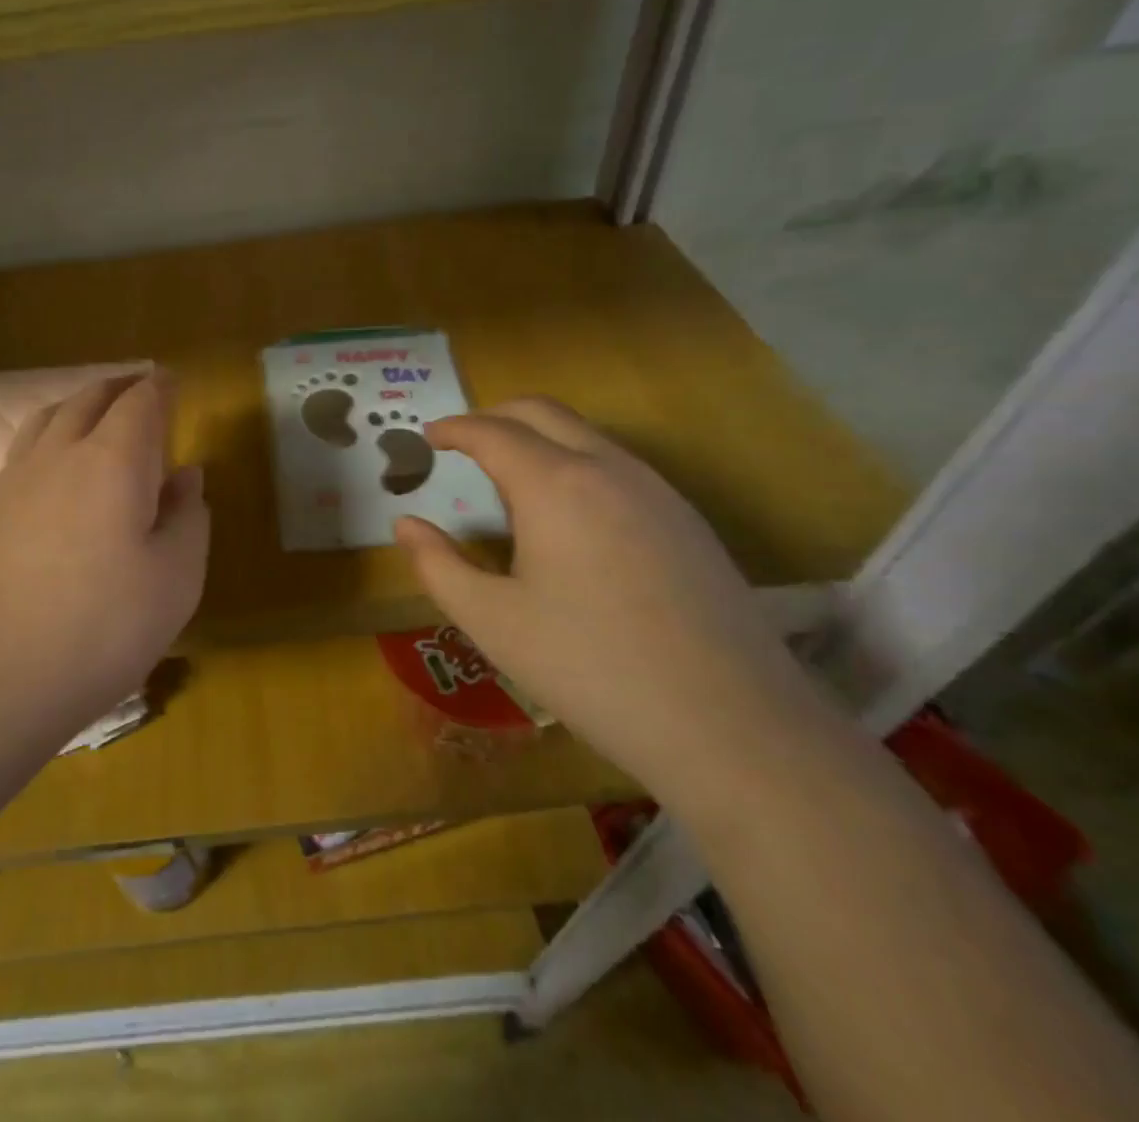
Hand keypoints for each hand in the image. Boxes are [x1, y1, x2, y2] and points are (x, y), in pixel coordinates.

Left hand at [0, 373, 209, 732]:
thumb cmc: (103, 627)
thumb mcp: (175, 579)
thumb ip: (188, 518)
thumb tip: (187, 475)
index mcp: (114, 460)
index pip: (140, 402)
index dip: (160, 387)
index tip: (173, 381)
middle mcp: (61, 454)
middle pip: (90, 398)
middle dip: (120, 387)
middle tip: (142, 387)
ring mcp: (16, 479)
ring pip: (50, 417)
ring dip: (80, 404)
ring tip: (97, 413)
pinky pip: (25, 448)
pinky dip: (50, 434)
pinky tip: (56, 465)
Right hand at [395, 397, 823, 810]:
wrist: (733, 727)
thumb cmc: (591, 669)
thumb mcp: (493, 622)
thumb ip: (438, 565)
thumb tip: (405, 523)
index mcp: (555, 484)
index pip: (492, 431)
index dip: (454, 428)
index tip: (428, 437)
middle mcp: (609, 469)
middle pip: (543, 412)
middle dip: (494, 416)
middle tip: (462, 443)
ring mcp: (658, 491)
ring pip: (586, 435)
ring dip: (539, 438)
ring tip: (508, 480)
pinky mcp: (688, 521)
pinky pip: (619, 466)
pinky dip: (576, 463)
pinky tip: (569, 517)